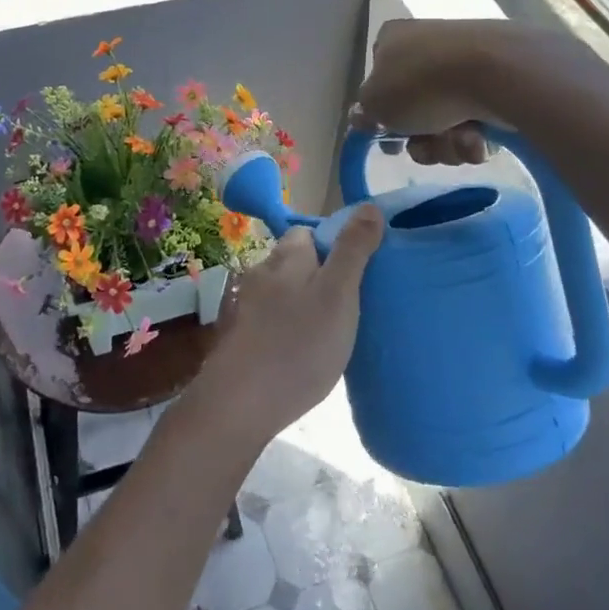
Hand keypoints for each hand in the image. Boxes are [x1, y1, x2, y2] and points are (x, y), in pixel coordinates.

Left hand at [192, 209, 385, 443]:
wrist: (239, 403)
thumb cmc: (298, 344)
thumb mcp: (339, 295)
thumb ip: (353, 250)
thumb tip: (368, 206)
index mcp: (286, 256)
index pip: (308, 232)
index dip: (334, 245)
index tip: (358, 272)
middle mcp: (261, 272)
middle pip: (295, 262)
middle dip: (320, 276)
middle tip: (350, 306)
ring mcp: (246, 305)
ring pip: (283, 292)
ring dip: (304, 304)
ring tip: (331, 332)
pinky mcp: (240, 336)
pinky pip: (272, 320)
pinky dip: (289, 328)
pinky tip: (303, 352)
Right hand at [353, 20, 520, 167]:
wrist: (496, 72)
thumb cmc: (421, 84)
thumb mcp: (374, 103)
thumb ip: (363, 113)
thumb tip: (363, 116)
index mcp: (392, 39)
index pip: (378, 80)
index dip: (382, 116)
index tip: (391, 140)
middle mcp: (427, 44)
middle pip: (415, 109)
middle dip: (421, 139)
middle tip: (427, 145)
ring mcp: (465, 60)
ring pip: (446, 121)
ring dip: (448, 142)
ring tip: (461, 138)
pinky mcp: (499, 79)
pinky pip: (478, 118)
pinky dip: (476, 135)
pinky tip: (481, 136)